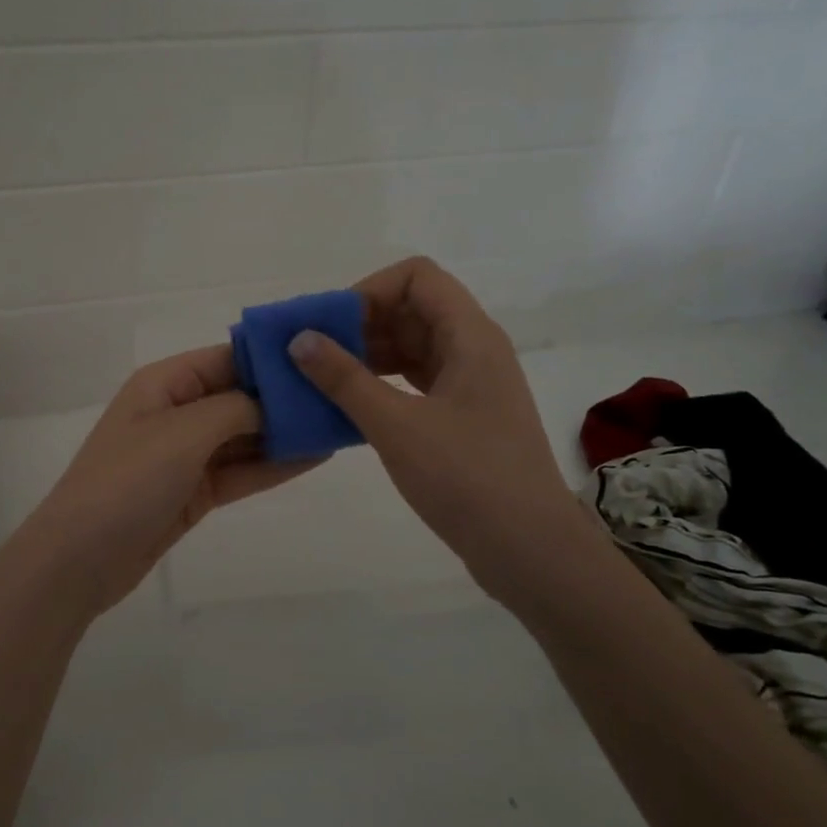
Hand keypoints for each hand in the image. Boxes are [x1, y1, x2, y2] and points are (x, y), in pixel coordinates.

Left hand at [3, 345, 319, 622]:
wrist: (80, 559)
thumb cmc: (127, 481)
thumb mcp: (183, 432)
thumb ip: (235, 409)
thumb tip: (274, 402)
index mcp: (165, 383)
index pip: (228, 358)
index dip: (272, 359)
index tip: (322, 359)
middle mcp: (175, 412)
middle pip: (239, 397)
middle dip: (285, 399)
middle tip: (342, 396)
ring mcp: (184, 455)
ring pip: (244, 436)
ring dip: (285, 434)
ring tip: (338, 425)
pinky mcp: (192, 493)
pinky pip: (239, 471)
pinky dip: (272, 466)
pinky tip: (314, 458)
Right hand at [287, 256, 582, 597]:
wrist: (527, 549)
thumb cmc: (466, 478)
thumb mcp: (396, 425)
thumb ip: (345, 379)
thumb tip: (299, 339)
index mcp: (470, 336)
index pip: (417, 277)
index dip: (370, 289)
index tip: (330, 325)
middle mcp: (474, 350)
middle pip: (413, 310)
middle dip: (361, 324)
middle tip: (314, 353)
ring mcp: (471, 385)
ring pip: (413, 348)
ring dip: (368, 356)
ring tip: (322, 380)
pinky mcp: (464, 418)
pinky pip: (416, 382)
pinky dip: (382, 385)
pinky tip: (350, 406)